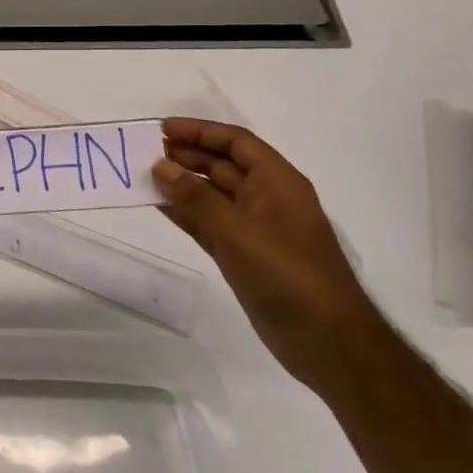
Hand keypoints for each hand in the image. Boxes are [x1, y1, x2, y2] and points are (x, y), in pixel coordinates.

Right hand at [152, 118, 384, 396]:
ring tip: (146, 176)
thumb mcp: (239, 231)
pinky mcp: (244, 256)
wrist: (326, 342)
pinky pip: (209, 224)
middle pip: (224, 165)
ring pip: (213, 195)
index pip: (237, 142)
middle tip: (147, 152)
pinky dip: (186, 213)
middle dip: (188, 155)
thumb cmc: (288, 275)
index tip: (162, 130)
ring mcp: (255, 229)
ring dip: (183, 184)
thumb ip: (196, 197)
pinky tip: (160, 207)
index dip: (200, 131)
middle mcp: (267, 199)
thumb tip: (161, 165)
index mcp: (278, 183)